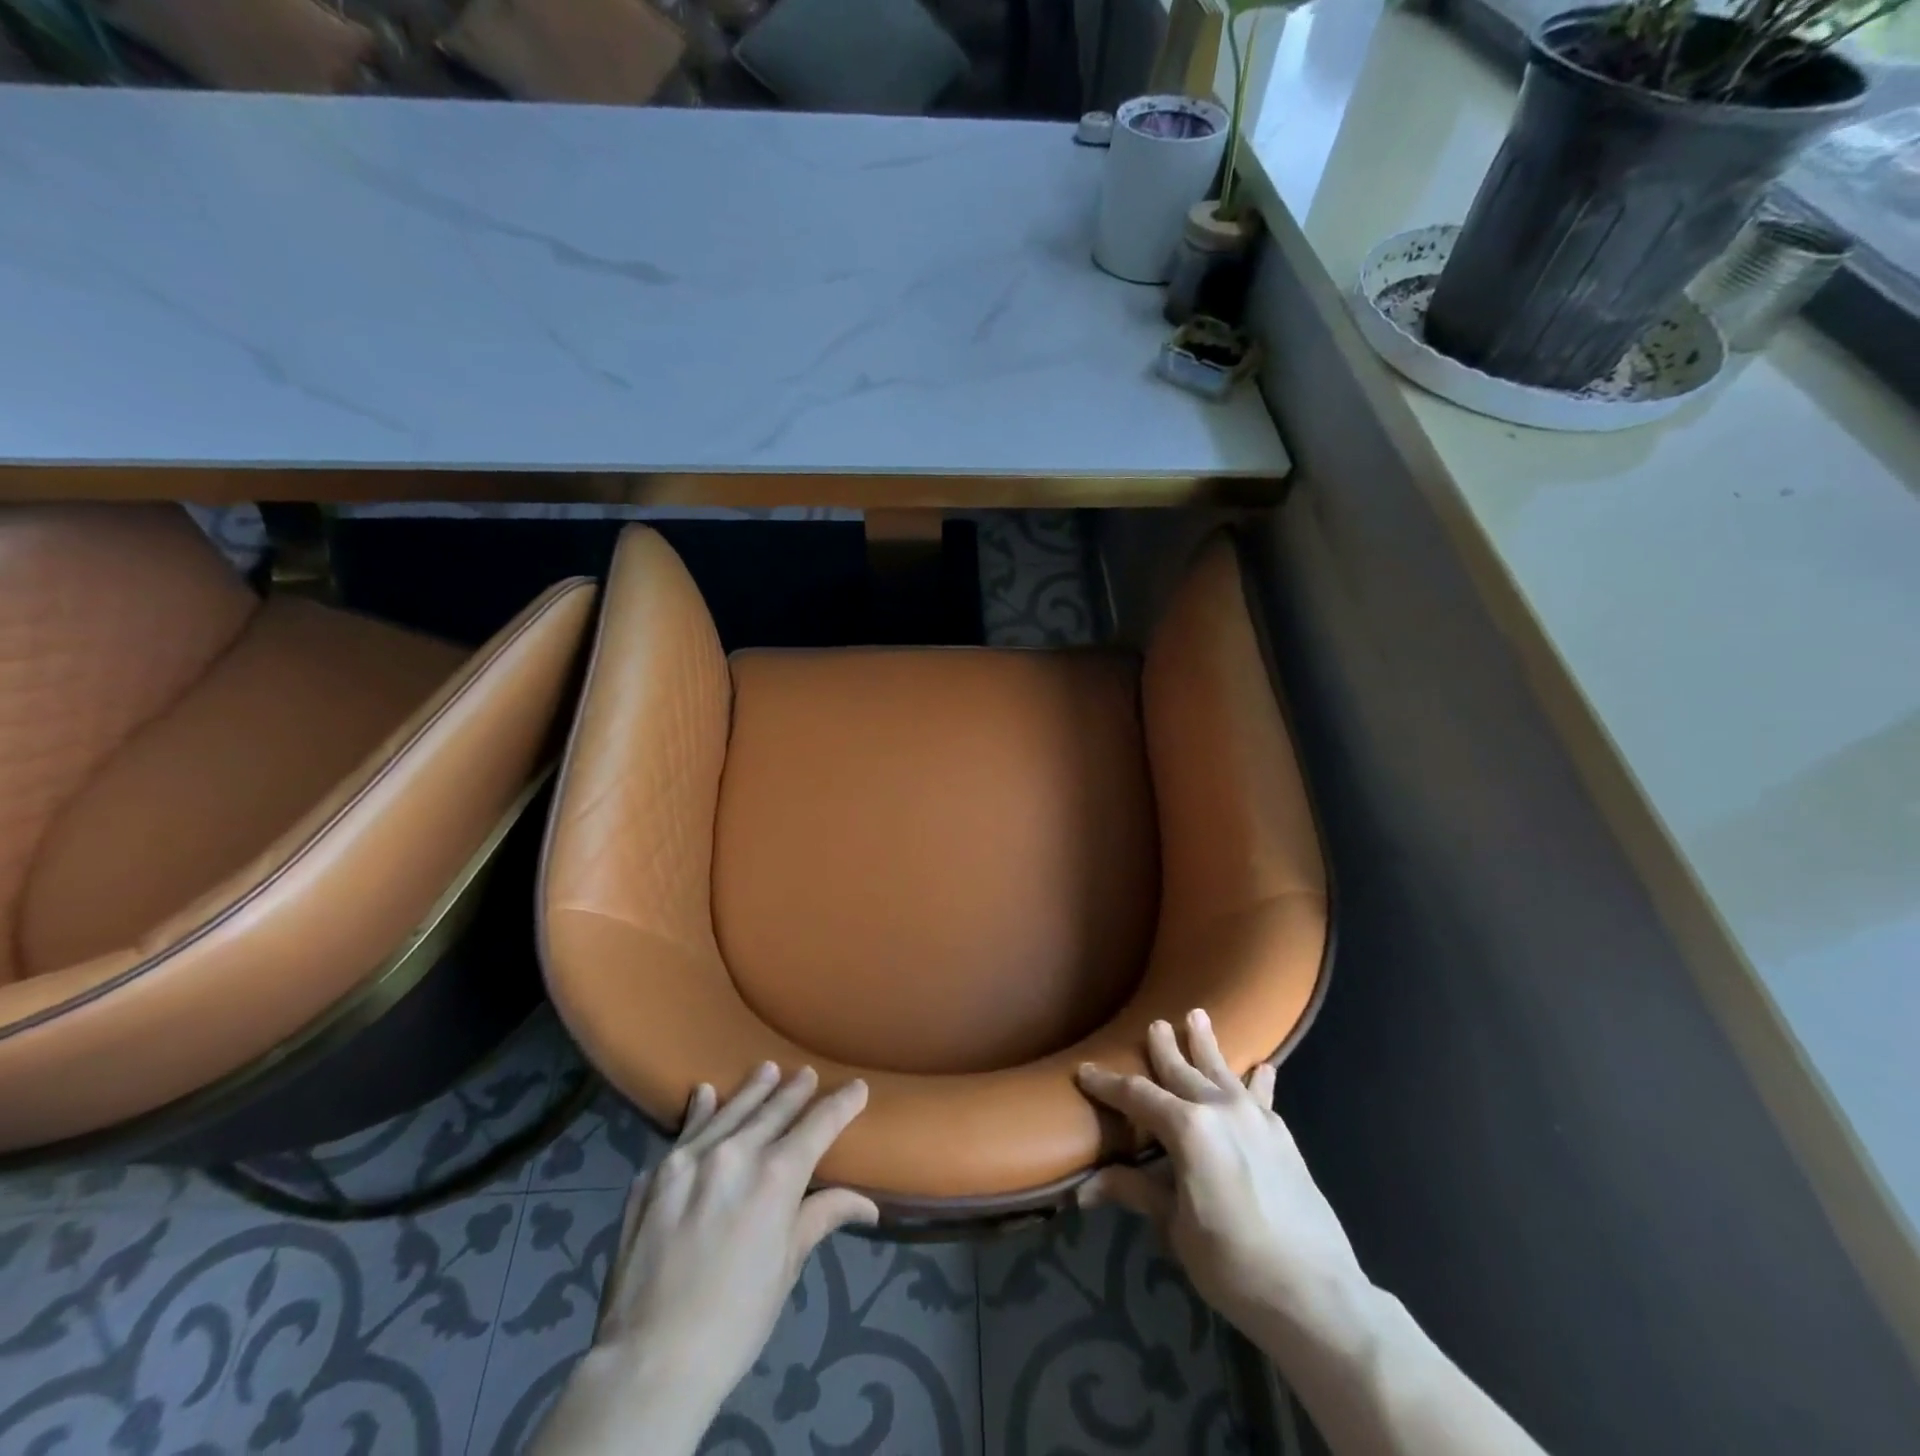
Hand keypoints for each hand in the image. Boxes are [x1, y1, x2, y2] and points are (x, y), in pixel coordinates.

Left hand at [550, 1065, 874, 1451]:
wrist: (649, 1361)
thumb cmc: (735, 1319)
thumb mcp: (786, 1267)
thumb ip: (821, 1218)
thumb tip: (868, 1205)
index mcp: (776, 1175)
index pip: (819, 1124)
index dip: (842, 1104)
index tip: (858, 1088)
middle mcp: (734, 1153)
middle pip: (773, 1109)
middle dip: (795, 1090)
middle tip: (805, 1074)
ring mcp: (688, 1160)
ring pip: (728, 1110)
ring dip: (751, 1090)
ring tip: (766, 1070)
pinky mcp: (654, 1176)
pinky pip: (684, 1133)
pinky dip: (699, 1112)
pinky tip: (704, 1095)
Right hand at [1076, 1009, 1367, 1340]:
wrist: (1318, 1295)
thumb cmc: (1234, 1264)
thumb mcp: (1176, 1229)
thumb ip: (1137, 1193)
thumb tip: (1083, 1190)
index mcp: (1187, 1129)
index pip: (1137, 1096)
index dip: (1108, 1084)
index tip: (1085, 1072)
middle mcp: (1220, 1109)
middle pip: (1183, 1070)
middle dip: (1164, 1047)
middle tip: (1154, 1024)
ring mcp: (1256, 1119)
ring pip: (1223, 1070)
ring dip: (1207, 1044)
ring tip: (1199, 1016)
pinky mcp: (1283, 1136)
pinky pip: (1262, 1096)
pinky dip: (1257, 1079)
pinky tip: (1262, 1067)